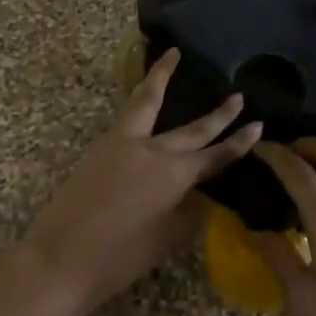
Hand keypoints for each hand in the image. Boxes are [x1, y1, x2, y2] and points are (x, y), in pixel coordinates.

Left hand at [18, 49, 260, 315]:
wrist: (58, 260)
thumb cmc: (117, 259)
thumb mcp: (165, 240)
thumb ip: (188, 213)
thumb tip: (200, 196)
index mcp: (174, 175)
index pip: (215, 156)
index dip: (238, 143)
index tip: (258, 126)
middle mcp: (152, 151)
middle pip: (192, 128)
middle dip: (219, 114)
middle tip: (237, 96)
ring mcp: (122, 144)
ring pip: (147, 101)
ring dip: (161, 77)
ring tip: (172, 55)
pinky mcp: (100, 148)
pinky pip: (128, 115)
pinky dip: (140, 99)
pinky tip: (144, 100)